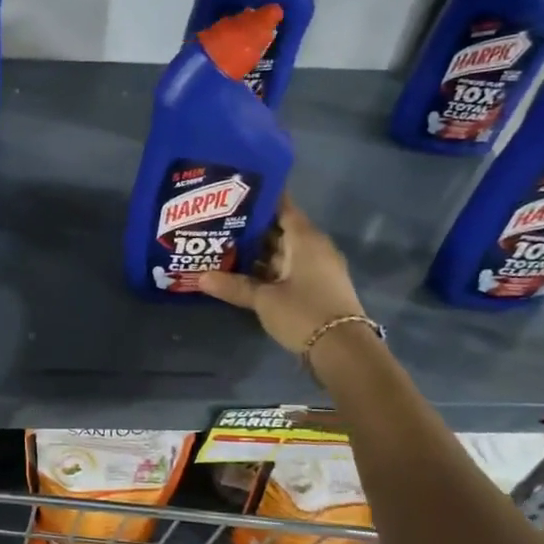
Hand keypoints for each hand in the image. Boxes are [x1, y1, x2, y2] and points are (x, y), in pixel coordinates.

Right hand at [197, 195, 365, 353]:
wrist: (343, 351)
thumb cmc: (304, 313)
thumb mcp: (264, 299)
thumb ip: (234, 286)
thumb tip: (200, 277)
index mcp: (305, 239)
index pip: (282, 207)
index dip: (260, 198)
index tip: (233, 191)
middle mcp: (313, 248)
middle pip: (279, 229)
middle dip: (250, 227)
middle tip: (217, 220)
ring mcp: (316, 269)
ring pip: (281, 252)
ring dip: (257, 251)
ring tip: (222, 245)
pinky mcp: (315, 288)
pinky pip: (287, 269)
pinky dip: (267, 269)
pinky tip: (241, 272)